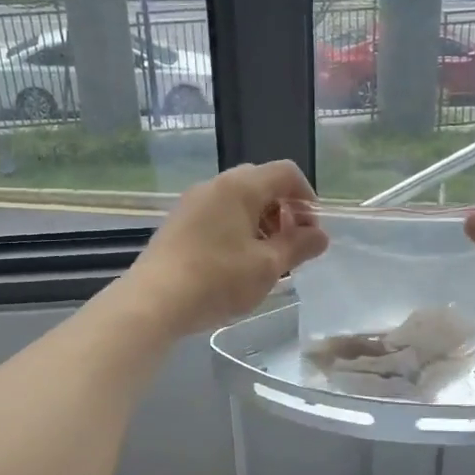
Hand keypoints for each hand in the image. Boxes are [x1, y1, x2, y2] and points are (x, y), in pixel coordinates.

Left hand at [122, 161, 328, 336]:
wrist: (154, 301)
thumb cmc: (218, 279)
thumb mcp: (268, 266)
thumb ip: (298, 246)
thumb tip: (320, 235)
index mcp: (240, 186)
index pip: (286, 173)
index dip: (307, 198)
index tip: (312, 231)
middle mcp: (214, 185)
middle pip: (261, 184)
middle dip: (284, 211)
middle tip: (291, 245)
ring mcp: (192, 203)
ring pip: (238, 201)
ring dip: (260, 223)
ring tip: (265, 259)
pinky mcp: (178, 223)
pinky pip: (217, 215)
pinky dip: (237, 230)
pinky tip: (236, 263)